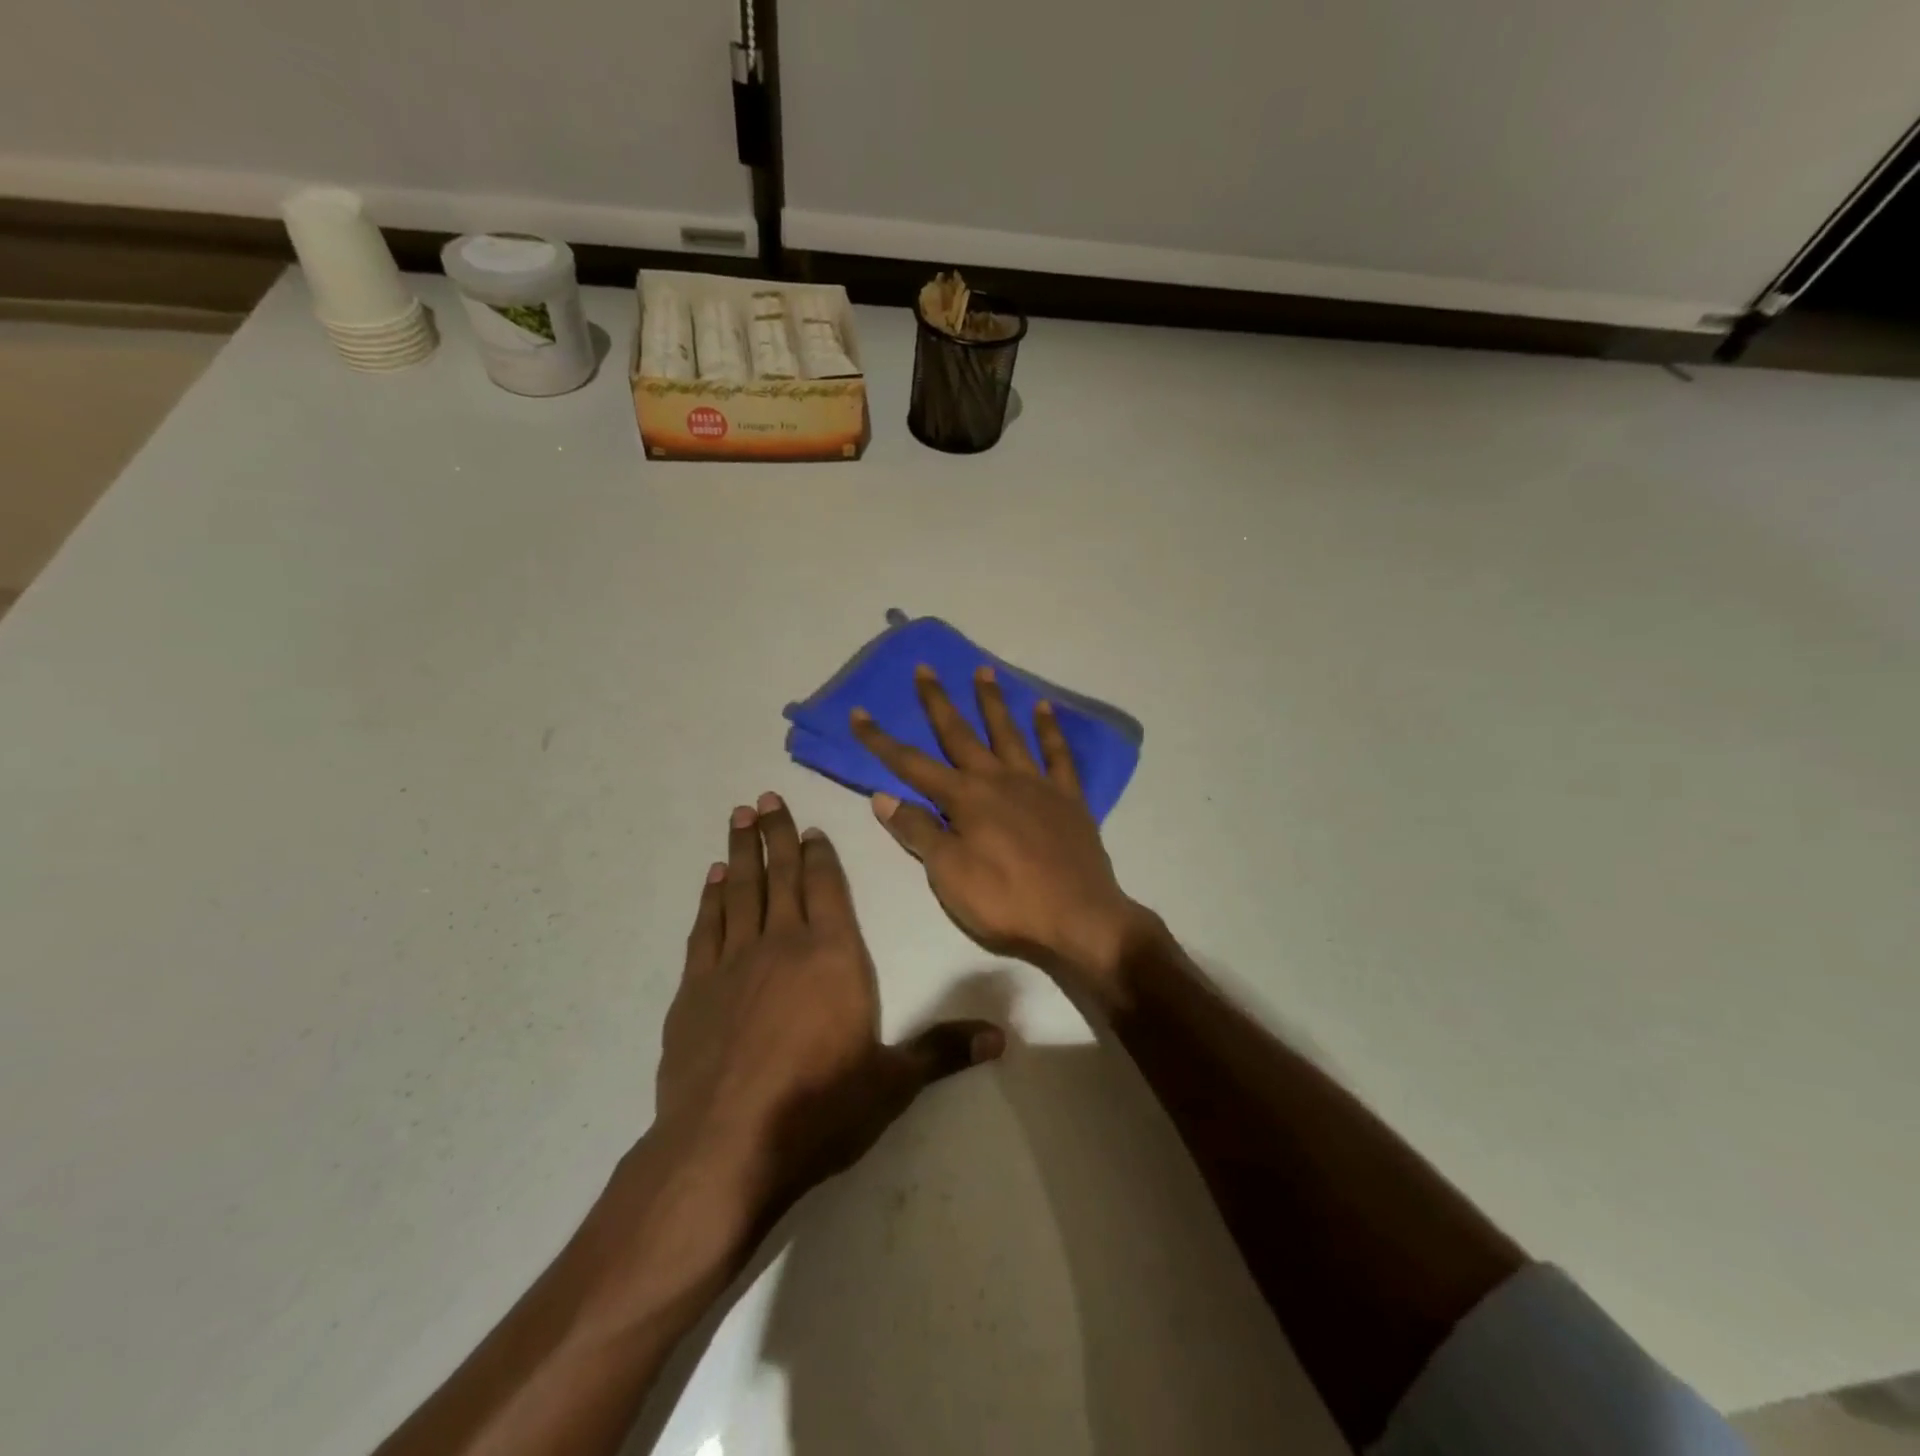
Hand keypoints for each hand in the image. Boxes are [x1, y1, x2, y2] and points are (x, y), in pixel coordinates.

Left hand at [654, 793, 1003, 1217]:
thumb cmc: (819, 1109)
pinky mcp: (695, 989)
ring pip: (741, 890)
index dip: (820, 853)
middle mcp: (784, 943)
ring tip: (739, 817)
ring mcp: (734, 962)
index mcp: (835, 955)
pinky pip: (706, 927)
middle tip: (765, 796)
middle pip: (782, 875)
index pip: (829, 887)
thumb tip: (1001, 1039)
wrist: (725, 1148)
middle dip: (776, 834)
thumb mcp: (892, 1083)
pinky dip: (711, 898)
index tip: (810, 826)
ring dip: (742, 851)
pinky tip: (713, 878)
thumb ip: (943, 1051)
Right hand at [850, 666, 1147, 997]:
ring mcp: (1036, 785)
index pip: (911, 764)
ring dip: (993, 702)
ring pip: (1009, 733)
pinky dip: (1051, 729)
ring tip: (984, 671)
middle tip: (925, 668)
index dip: (881, 740)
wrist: (1079, 919)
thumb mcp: (949, 875)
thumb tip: (883, 796)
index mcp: (964, 799)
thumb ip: (918, 832)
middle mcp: (997, 780)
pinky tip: (1044, 708)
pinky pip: (1058, 755)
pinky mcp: (1068, 798)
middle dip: (937, 702)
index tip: (859, 713)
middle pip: (960, 734)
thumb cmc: (1006, 902)